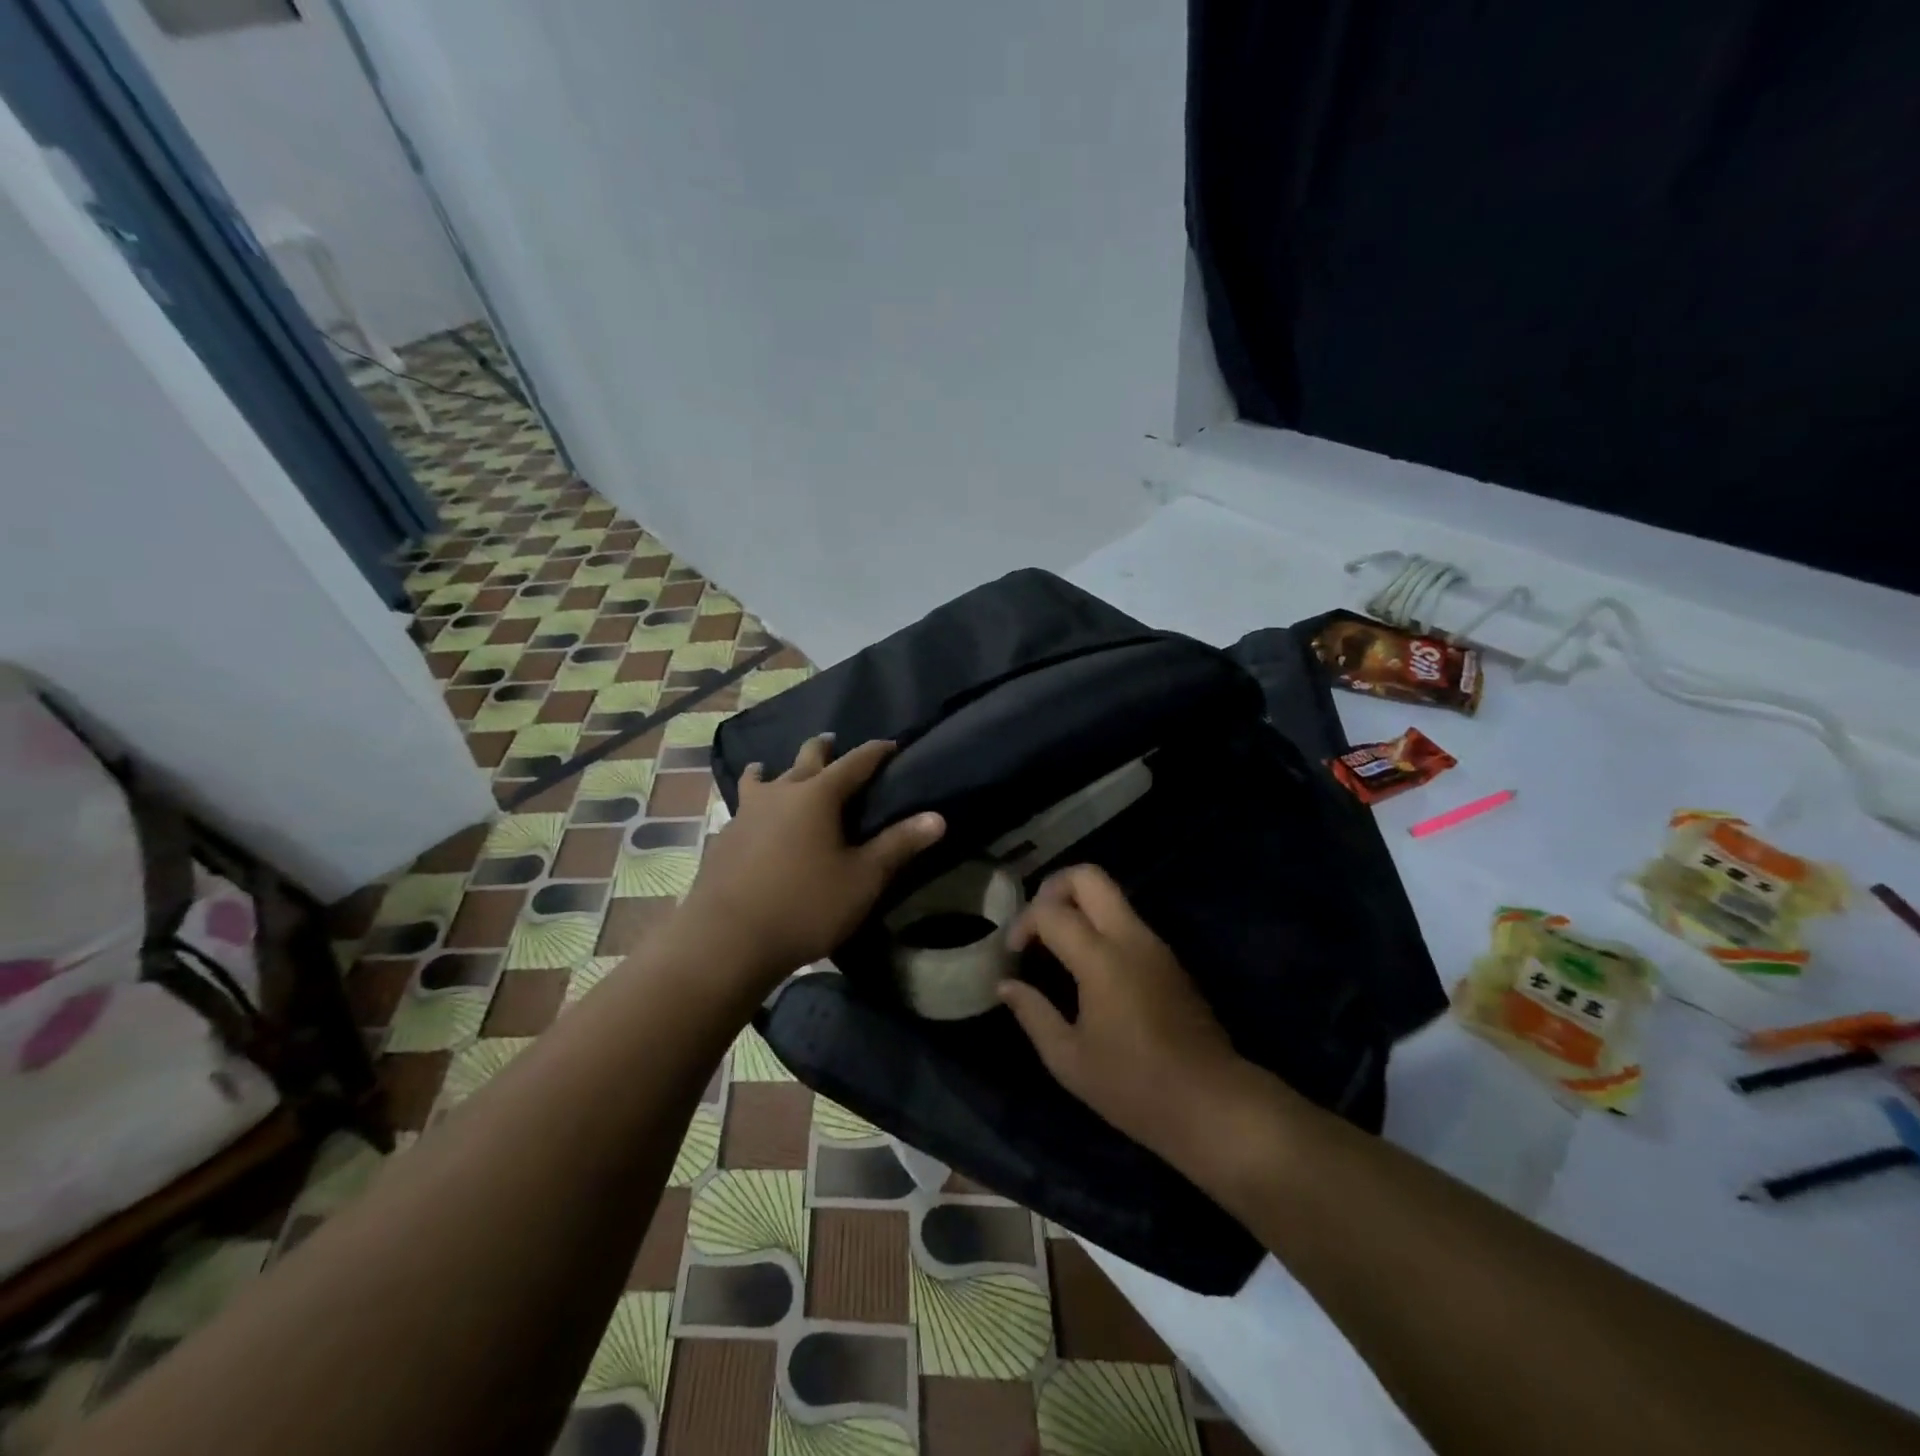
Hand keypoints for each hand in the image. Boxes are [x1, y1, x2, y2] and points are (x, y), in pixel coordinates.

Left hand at [678, 736, 944, 989]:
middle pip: (804, 759)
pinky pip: (742, 808)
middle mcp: (779, 793)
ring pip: (760, 778)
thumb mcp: (862, 879)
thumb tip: (937, 818)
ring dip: (771, 770)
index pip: (854, 762)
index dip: (875, 752)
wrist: (726, 940)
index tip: (890, 744)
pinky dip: (752, 804)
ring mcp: (745, 814)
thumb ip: (898, 845)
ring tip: (770, 769)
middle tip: (831, 742)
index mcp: (817, 796)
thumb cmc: (805, 906)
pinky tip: (751, 822)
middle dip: (821, 749)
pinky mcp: (723, 838)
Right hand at [998, 865, 1266, 1167]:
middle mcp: (1130, 938)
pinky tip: (1085, 963)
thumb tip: (1006, 985)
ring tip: (1055, 943)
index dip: (1023, 924)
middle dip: (1053, 887)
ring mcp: (1155, 944)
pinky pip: (1126, 920)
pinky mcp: (1168, 958)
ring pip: (1111, 895)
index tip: (1012, 954)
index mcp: (1102, 959)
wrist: (1213, 1103)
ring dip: (1078, 904)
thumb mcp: (1069, 1059)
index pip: (1051, 912)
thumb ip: (1033, 1013)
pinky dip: (1098, 923)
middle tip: (1036, 923)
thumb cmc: (1134, 1087)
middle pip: (1089, 877)